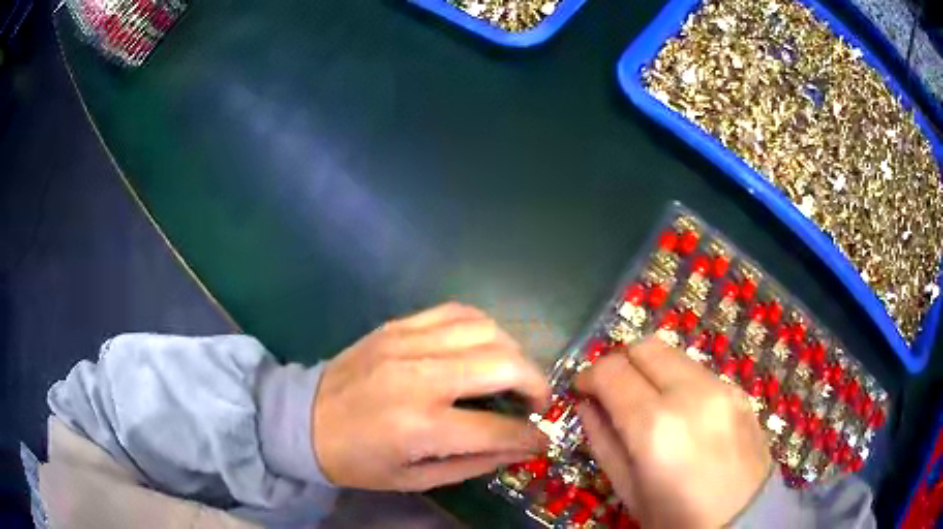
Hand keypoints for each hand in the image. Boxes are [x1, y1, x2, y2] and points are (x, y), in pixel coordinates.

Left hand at [312, 302, 549, 490]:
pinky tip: (485, 346)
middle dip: (536, 384)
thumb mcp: (414, 479)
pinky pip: (456, 311)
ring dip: (513, 352)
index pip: (498, 429)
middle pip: (503, 364)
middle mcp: (420, 377)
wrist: (303, 419)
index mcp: (420, 426)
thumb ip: (472, 463)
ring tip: (513, 374)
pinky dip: (484, 327)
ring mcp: (408, 343)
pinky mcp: (397, 326)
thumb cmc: (357, 460)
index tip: (543, 439)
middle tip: (537, 402)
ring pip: (486, 330)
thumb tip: (519, 448)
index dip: (530, 437)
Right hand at [576, 337, 771, 528]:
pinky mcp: (738, 390)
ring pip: (673, 353)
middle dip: (619, 362)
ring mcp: (721, 387)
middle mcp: (691, 394)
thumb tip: (587, 405)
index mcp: (656, 427)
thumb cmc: (677, 518)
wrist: (744, 519)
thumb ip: (603, 441)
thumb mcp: (629, 491)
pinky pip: (696, 370)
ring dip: (648, 368)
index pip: (612, 371)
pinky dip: (675, 378)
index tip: (581, 389)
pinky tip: (677, 409)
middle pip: (645, 347)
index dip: (589, 375)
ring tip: (643, 400)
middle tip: (609, 390)